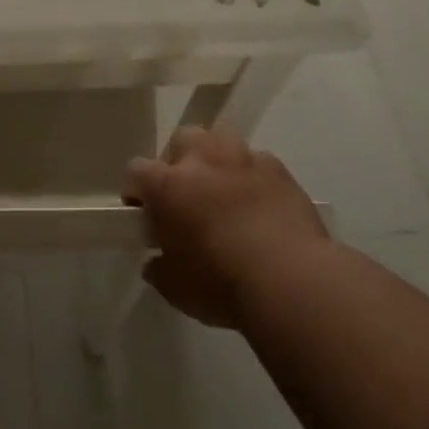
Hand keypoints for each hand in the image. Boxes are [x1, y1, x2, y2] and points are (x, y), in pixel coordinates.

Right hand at [122, 126, 326, 328]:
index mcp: (168, 185)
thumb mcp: (175, 288)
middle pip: (182, 140)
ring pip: (221, 140)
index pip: (136, 170)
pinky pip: (257, 162)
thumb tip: (156, 260)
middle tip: (187, 197)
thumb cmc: (222, 285)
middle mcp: (203, 159)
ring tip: (224, 192)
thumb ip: (159, 267)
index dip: (137, 191)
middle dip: (180, 162)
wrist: (292, 281)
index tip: (144, 214)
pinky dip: (253, 177)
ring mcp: (243, 159)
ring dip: (217, 160)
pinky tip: (260, 205)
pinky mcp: (278, 169)